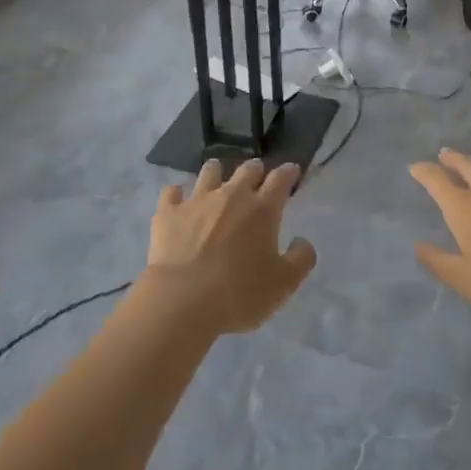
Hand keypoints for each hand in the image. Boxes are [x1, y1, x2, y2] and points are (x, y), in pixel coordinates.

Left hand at [147, 159, 316, 333]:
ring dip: (216, 171)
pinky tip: (177, 197)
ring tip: (217, 174)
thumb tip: (302, 241)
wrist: (183, 300)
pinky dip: (177, 193)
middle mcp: (230, 196)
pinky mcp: (168, 213)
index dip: (288, 172)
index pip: (280, 180)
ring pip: (209, 172)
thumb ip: (301, 258)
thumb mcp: (284, 284)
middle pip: (246, 170)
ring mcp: (196, 200)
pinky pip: (172, 192)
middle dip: (255, 169)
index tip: (292, 169)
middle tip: (257, 173)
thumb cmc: (239, 293)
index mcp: (262, 210)